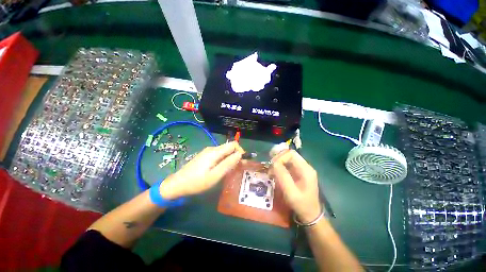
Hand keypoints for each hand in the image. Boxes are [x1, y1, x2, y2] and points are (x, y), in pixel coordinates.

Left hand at [159, 142, 244, 199]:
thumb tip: (239, 154)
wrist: (177, 184)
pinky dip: (223, 160)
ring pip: (224, 151)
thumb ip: (228, 164)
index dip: (240, 151)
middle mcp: (212, 149)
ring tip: (230, 170)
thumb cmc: (197, 182)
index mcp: (215, 152)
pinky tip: (221, 169)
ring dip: (230, 158)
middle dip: (236, 155)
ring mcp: (207, 152)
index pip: (233, 144)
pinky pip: (218, 155)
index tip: (242, 162)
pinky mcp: (205, 156)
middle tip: (237, 168)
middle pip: (229, 147)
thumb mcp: (215, 175)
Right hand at [269, 150, 320, 222]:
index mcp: (306, 169)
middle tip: (269, 166)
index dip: (280, 157)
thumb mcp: (291, 192)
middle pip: (289, 155)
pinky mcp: (298, 173)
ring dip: (278, 163)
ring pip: (287, 159)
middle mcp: (305, 166)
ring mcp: (302, 170)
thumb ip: (283, 176)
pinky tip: (274, 173)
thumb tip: (274, 163)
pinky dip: (280, 167)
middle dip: (278, 158)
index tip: (272, 166)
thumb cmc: (301, 204)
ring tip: (271, 171)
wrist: (310, 215)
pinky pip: (287, 165)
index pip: (291, 154)